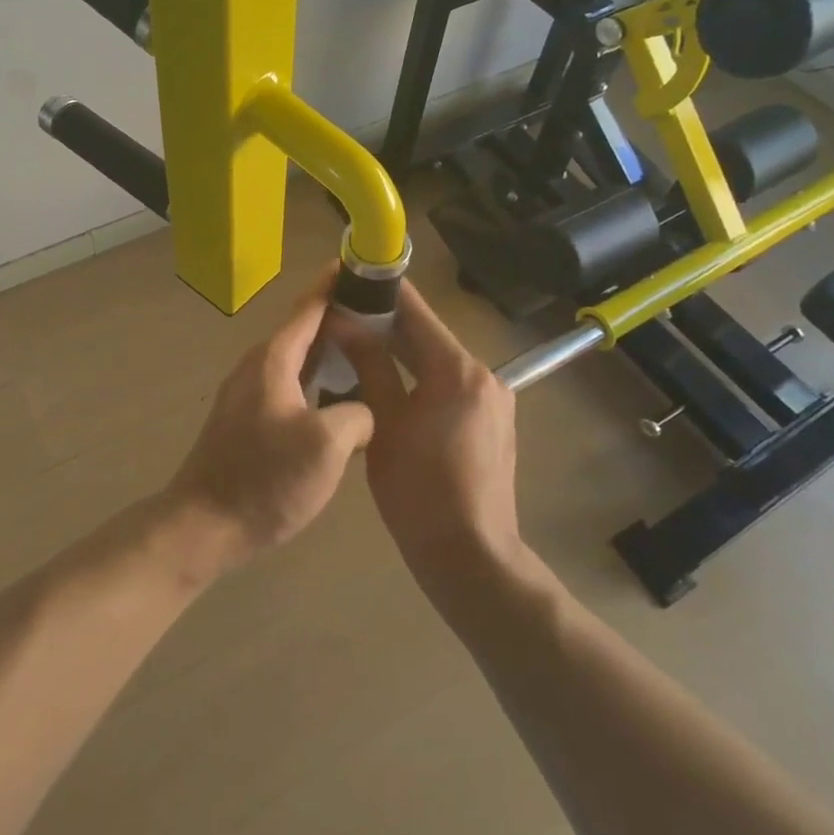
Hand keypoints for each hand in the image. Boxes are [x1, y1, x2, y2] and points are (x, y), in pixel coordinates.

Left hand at [162, 276, 375, 576]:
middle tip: (381, 315)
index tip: (359, 265)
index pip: (309, 308)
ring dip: (329, 353)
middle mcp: (257, 366)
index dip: (334, 284)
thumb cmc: (265, 480)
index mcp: (273, 360)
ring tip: (368, 354)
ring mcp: (248, 393)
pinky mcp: (247, 420)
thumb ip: (356, 414)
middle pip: (303, 331)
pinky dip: (316, 382)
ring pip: (297, 361)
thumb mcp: (326, 446)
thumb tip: (361, 411)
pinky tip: (339, 401)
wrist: (203, 524)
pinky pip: (289, 385)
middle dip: (339, 318)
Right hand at [340, 280, 524, 586]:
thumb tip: (344, 322)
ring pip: (437, 360)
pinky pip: (448, 384)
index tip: (351, 275)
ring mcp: (492, 399)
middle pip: (427, 335)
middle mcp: (483, 374)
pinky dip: (418, 376)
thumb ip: (368, 366)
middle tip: (341, 312)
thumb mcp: (385, 424)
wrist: (472, 559)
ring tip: (355, 342)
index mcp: (458, 370)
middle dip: (385, 323)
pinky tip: (386, 381)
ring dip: (400, 351)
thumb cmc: (421, 493)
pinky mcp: (490, 421)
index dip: (382, 290)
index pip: (416, 312)